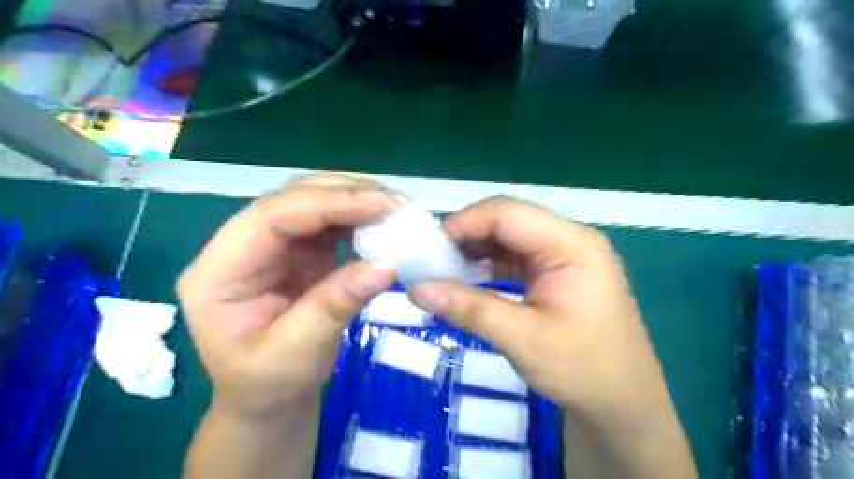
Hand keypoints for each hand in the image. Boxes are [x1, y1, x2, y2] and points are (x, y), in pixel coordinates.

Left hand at [177, 175, 401, 417]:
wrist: (268, 401)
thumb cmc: (269, 385)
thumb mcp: (298, 354)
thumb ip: (337, 304)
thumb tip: (388, 264)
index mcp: (219, 271)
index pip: (272, 216)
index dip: (328, 203)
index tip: (381, 205)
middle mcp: (241, 247)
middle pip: (293, 200)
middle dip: (347, 195)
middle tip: (397, 204)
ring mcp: (272, 247)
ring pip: (314, 204)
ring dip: (357, 202)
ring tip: (396, 211)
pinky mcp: (299, 252)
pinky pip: (330, 224)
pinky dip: (359, 220)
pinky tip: (382, 226)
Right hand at [406, 197, 692, 478]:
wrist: (622, 404)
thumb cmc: (583, 370)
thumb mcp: (522, 340)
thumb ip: (469, 309)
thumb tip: (417, 289)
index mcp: (572, 245)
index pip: (508, 213)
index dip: (465, 223)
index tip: (430, 247)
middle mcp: (570, 240)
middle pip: (509, 220)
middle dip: (468, 235)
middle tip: (432, 259)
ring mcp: (565, 256)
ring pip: (509, 237)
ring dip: (476, 250)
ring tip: (444, 269)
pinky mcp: (557, 272)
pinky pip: (516, 257)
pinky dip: (489, 265)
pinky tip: (468, 279)